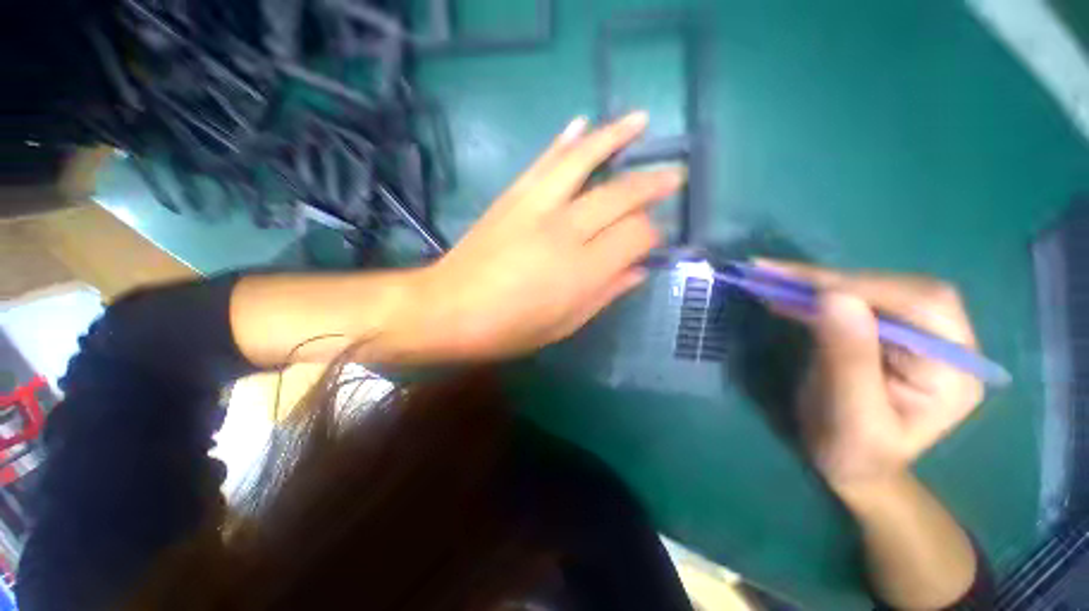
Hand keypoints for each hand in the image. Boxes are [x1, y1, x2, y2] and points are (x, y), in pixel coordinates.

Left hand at [399, 113, 684, 359]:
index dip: (651, 236)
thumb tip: (638, 271)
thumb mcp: (565, 324)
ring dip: (616, 137)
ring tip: (641, 120)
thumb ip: (606, 294)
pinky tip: (582, 124)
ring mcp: (536, 207)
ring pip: (584, 160)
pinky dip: (567, 140)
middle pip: (620, 195)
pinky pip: (545, 160)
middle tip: (674, 175)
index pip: (635, 236)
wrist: (447, 308)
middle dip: (652, 184)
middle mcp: (565, 231)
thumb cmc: (510, 328)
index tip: (652, 241)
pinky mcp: (512, 196)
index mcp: (582, 272)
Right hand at [760, 261, 984, 491]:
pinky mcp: (879, 331)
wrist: (852, 466)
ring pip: (869, 289)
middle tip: (775, 272)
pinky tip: (784, 294)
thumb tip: (834, 298)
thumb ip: (849, 360)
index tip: (804, 286)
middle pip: (895, 288)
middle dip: (833, 278)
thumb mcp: (852, 417)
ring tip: (770, 277)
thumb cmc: (855, 454)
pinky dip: (812, 294)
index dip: (863, 288)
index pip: (921, 305)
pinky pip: (848, 302)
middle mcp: (941, 342)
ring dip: (816, 282)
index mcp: (953, 369)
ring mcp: (910, 334)